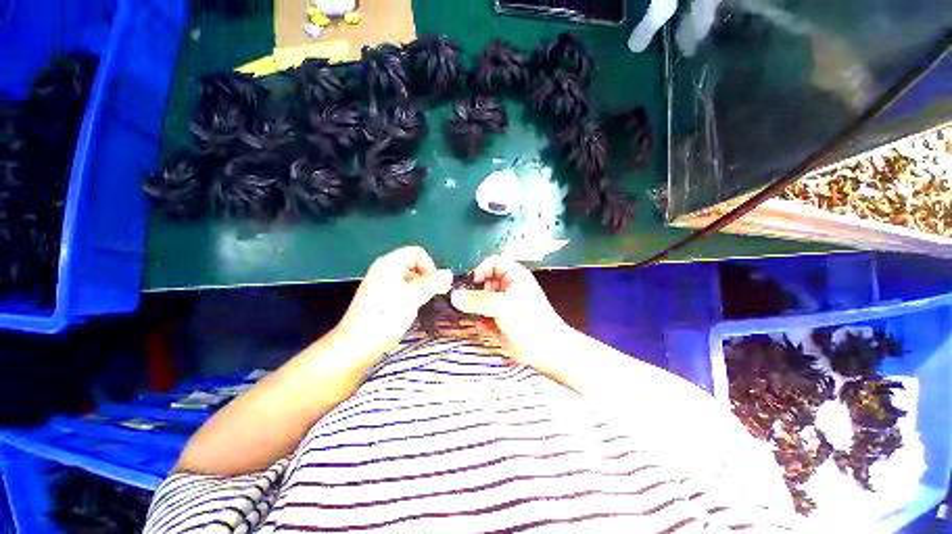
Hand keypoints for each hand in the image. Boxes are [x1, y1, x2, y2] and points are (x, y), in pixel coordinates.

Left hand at [334, 246, 451, 359]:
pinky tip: (412, 308)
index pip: (417, 252)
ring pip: (410, 278)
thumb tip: (449, 274)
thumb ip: (432, 283)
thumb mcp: (413, 297)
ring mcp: (382, 284)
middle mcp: (385, 269)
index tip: (435, 284)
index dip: (429, 266)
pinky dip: (412, 295)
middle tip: (433, 294)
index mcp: (389, 264)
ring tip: (423, 303)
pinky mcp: (382, 297)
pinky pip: (403, 288)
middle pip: (414, 264)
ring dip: (421, 287)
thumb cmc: (385, 316)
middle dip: (426, 277)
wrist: (358, 344)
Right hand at [450, 256, 569, 371]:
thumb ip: (476, 300)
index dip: (480, 270)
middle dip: (474, 292)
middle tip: (464, 302)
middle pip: (484, 282)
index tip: (470, 284)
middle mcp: (508, 287)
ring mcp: (503, 304)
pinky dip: (479, 319)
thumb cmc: (530, 321)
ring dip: (474, 307)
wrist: (545, 350)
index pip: (492, 263)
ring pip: (482, 299)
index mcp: (514, 276)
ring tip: (468, 314)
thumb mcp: (502, 306)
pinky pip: (484, 314)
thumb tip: (454, 296)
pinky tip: (478, 325)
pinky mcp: (500, 319)